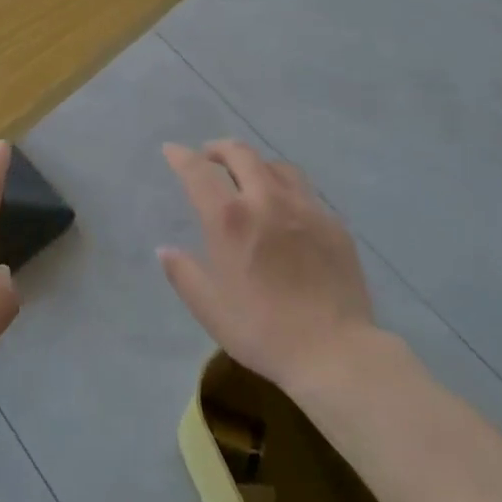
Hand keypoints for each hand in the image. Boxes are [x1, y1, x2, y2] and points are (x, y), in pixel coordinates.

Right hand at [158, 140, 377, 393]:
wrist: (336, 352)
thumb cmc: (263, 332)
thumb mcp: (210, 309)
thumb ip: (183, 274)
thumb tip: (165, 250)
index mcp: (230, 218)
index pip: (198, 171)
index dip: (181, 156)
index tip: (172, 150)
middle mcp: (266, 200)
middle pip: (240, 153)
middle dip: (218, 149)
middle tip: (209, 158)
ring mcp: (304, 207)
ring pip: (275, 165)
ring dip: (255, 164)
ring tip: (249, 178)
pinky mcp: (332, 222)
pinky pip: (304, 191)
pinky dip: (285, 189)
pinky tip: (286, 210)